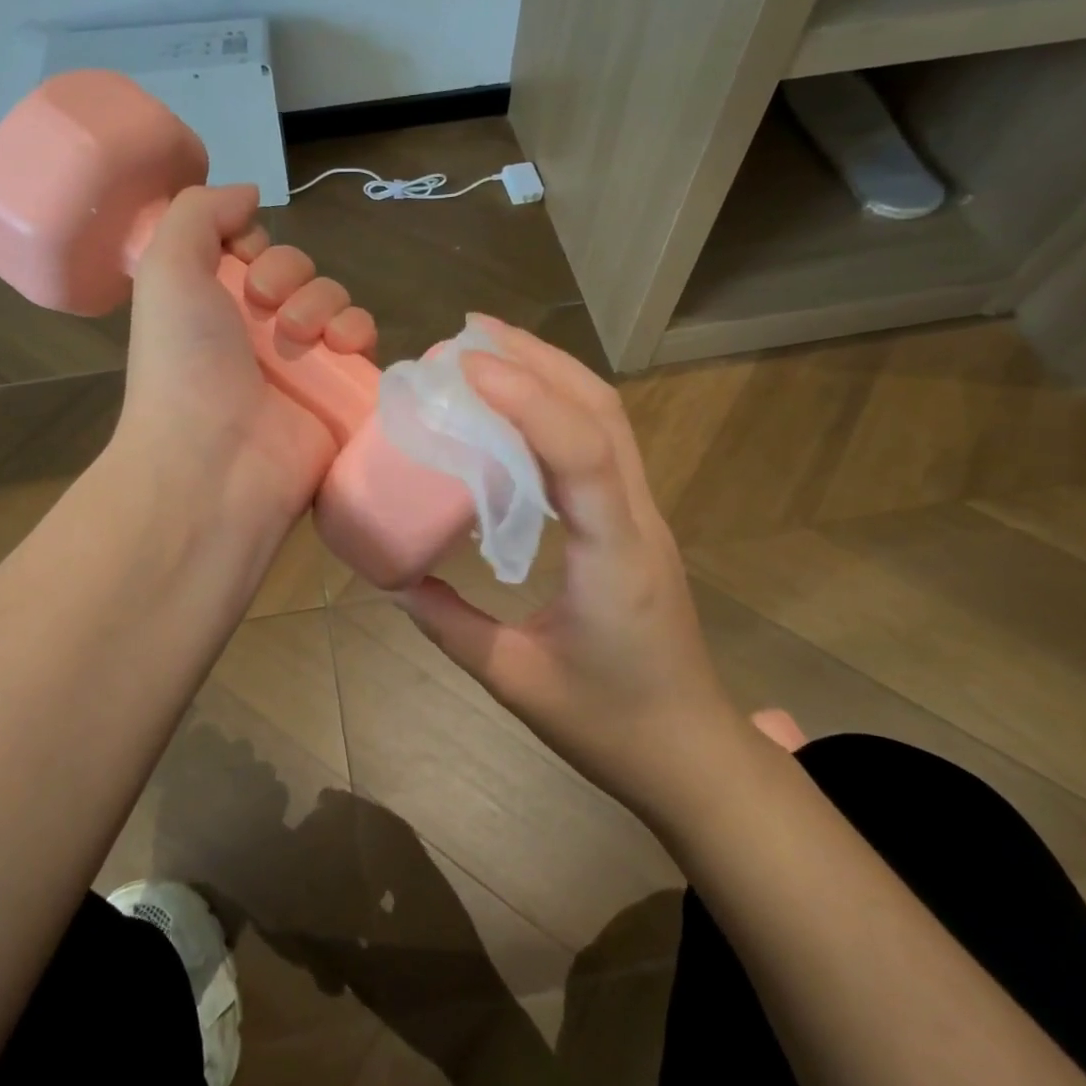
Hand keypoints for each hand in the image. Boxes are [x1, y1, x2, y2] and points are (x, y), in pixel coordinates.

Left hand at [114, 184, 376, 547]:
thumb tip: (247, 193)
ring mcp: (302, 365)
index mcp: (214, 305)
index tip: (242, 260)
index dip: (255, 245)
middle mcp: (257, 332)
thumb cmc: (184, 363)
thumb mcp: (166, 269)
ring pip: (335, 301)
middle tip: (267, 306)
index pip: (254, 252)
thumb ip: (199, 212)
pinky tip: (342, 346)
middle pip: (299, 272)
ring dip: (325, 302)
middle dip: (289, 275)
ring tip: (306, 336)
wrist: (214, 462)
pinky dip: (360, 332)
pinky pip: (364, 342)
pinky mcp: (339, 392)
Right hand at [394, 316, 743, 818]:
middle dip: (538, 359)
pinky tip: (519, 407)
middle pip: (603, 411)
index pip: (583, 452)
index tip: (466, 365)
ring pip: (609, 418)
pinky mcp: (634, 521)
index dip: (527, 399)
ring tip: (491, 349)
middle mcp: (637, 519)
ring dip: (552, 372)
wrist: (691, 753)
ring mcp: (643, 515)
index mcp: (614, 556)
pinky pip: (602, 444)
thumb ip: (451, 626)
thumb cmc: (610, 725)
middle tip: (470, 332)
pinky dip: (560, 406)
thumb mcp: (516, 681)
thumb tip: (395, 579)